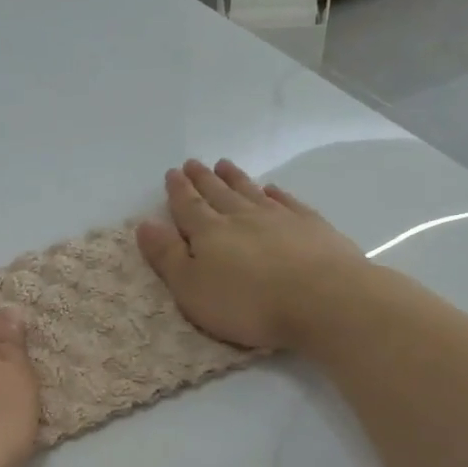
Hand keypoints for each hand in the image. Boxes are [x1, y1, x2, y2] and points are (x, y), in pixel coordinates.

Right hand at [136, 159, 365, 350]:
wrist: (322, 300)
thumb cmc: (247, 303)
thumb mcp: (191, 289)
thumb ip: (168, 256)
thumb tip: (145, 224)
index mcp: (209, 233)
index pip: (188, 207)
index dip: (178, 191)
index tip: (172, 173)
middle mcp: (241, 217)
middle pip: (218, 193)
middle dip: (203, 179)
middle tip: (194, 163)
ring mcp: (279, 218)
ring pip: (250, 192)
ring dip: (235, 179)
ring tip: (225, 165)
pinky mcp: (311, 226)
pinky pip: (287, 202)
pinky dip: (275, 194)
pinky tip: (271, 189)